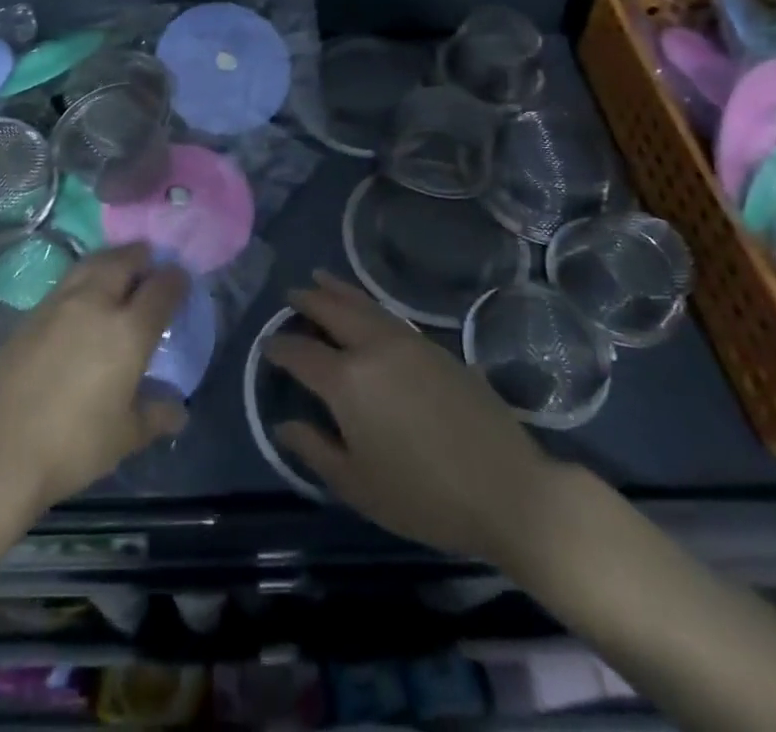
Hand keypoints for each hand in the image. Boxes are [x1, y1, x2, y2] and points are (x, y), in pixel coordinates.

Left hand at [0, 243, 189, 517]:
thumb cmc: (73, 446)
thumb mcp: (125, 436)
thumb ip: (156, 415)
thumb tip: (178, 409)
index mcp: (128, 331)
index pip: (160, 289)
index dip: (175, 280)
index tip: (181, 278)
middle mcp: (95, 304)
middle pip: (123, 261)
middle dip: (141, 256)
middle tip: (150, 260)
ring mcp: (58, 304)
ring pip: (91, 264)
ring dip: (110, 260)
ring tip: (118, 266)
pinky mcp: (30, 314)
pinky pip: (66, 283)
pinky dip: (83, 278)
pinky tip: (82, 296)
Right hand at [264, 270, 558, 562]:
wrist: (507, 489)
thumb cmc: (424, 496)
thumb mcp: (358, 486)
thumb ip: (314, 450)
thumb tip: (283, 425)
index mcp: (347, 381)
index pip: (301, 353)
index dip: (280, 348)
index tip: (268, 345)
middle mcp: (373, 348)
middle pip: (332, 310)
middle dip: (307, 300)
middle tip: (291, 295)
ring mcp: (408, 341)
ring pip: (363, 304)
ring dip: (337, 290)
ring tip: (320, 279)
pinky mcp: (436, 346)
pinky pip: (389, 315)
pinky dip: (367, 304)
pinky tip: (366, 310)